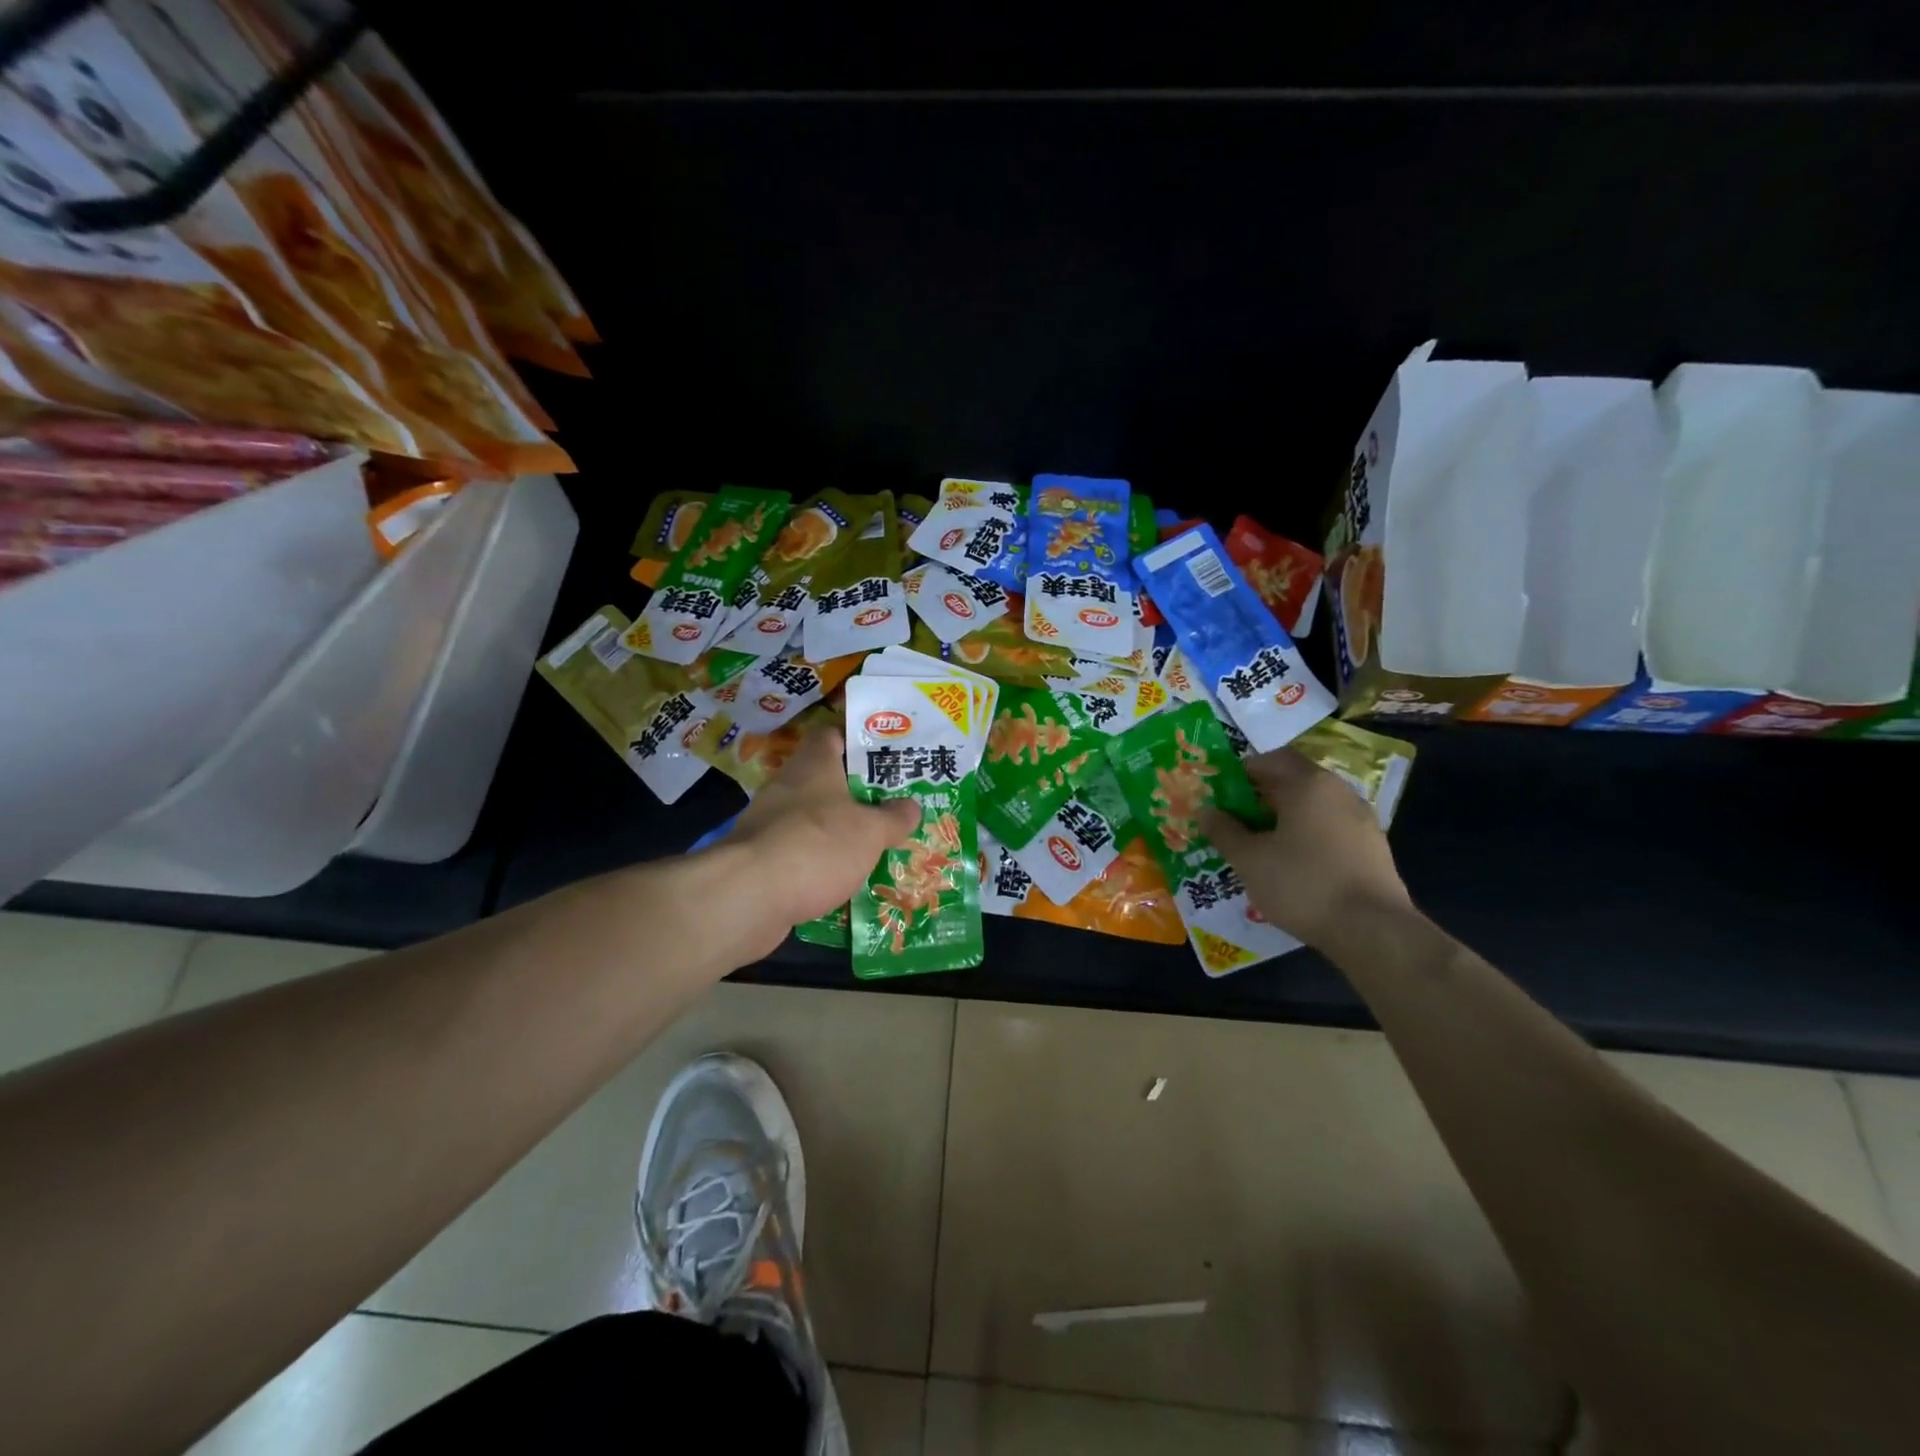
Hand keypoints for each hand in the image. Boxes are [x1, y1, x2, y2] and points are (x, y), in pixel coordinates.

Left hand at [710, 723, 920, 957]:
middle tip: (891, 806)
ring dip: (838, 831)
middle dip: (856, 793)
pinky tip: (843, 879)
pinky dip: (819, 862)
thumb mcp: (870, 831)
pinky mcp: (760, 860)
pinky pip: (799, 853)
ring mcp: (769, 823)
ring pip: (812, 819)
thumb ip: (893, 818)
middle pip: (825, 780)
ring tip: (874, 845)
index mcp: (814, 764)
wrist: (748, 897)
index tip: (885, 754)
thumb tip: (911, 807)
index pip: (833, 735)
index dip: (858, 740)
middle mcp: (787, 786)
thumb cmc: (817, 845)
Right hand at [1198, 748, 1410, 950]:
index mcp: (1309, 784)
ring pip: (1314, 807)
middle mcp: (1339, 792)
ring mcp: (1362, 820)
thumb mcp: (1249, 859)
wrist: (1373, 930)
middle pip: (1294, 781)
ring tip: (1261, 846)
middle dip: (1261, 797)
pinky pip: (1331, 829)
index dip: (1243, 772)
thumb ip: (1224, 831)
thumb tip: (1206, 811)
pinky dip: (1308, 836)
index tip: (1222, 793)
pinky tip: (1293, 866)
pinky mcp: (1373, 848)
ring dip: (1285, 818)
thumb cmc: (1303, 884)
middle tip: (1235, 821)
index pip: (1272, 759)